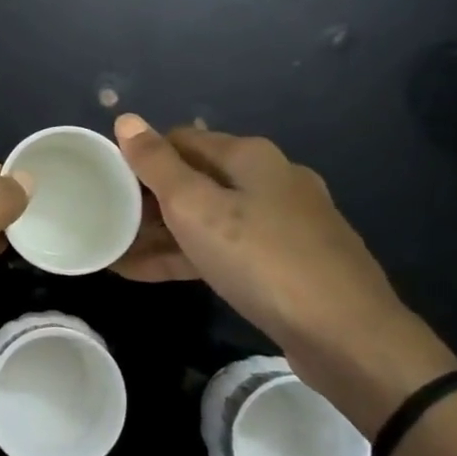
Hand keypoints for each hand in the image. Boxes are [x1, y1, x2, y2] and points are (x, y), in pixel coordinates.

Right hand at [111, 114, 456, 431]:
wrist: (349, 336)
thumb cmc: (262, 259)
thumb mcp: (197, 209)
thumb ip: (157, 165)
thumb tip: (127, 118)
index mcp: (250, 156)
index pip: (181, 140)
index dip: (142, 158)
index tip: (107, 184)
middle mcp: (271, 179)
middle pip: (196, 179)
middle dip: (150, 201)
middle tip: (109, 223)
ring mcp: (284, 223)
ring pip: (211, 218)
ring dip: (165, 233)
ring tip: (119, 253)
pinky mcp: (288, 262)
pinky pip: (228, 249)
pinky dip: (191, 256)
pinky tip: (154, 272)